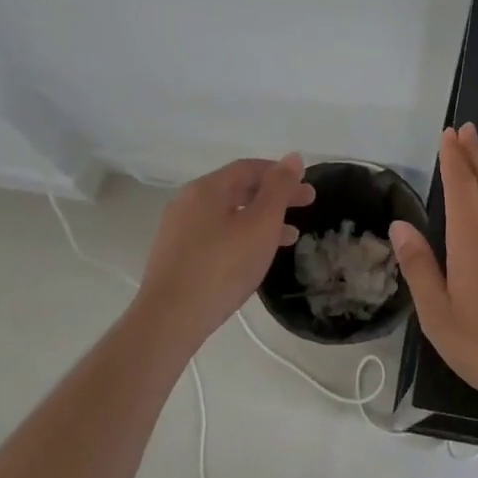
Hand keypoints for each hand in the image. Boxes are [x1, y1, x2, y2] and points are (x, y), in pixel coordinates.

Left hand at [137, 155, 314, 345]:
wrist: (170, 320)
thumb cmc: (222, 267)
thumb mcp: (261, 224)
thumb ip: (279, 189)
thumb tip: (292, 157)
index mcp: (206, 188)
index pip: (248, 168)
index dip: (281, 174)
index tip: (307, 188)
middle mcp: (187, 202)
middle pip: (237, 189)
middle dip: (274, 197)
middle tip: (306, 206)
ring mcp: (178, 230)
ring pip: (228, 214)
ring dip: (260, 220)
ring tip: (289, 237)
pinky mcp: (175, 256)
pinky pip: (215, 235)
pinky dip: (241, 236)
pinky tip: (254, 257)